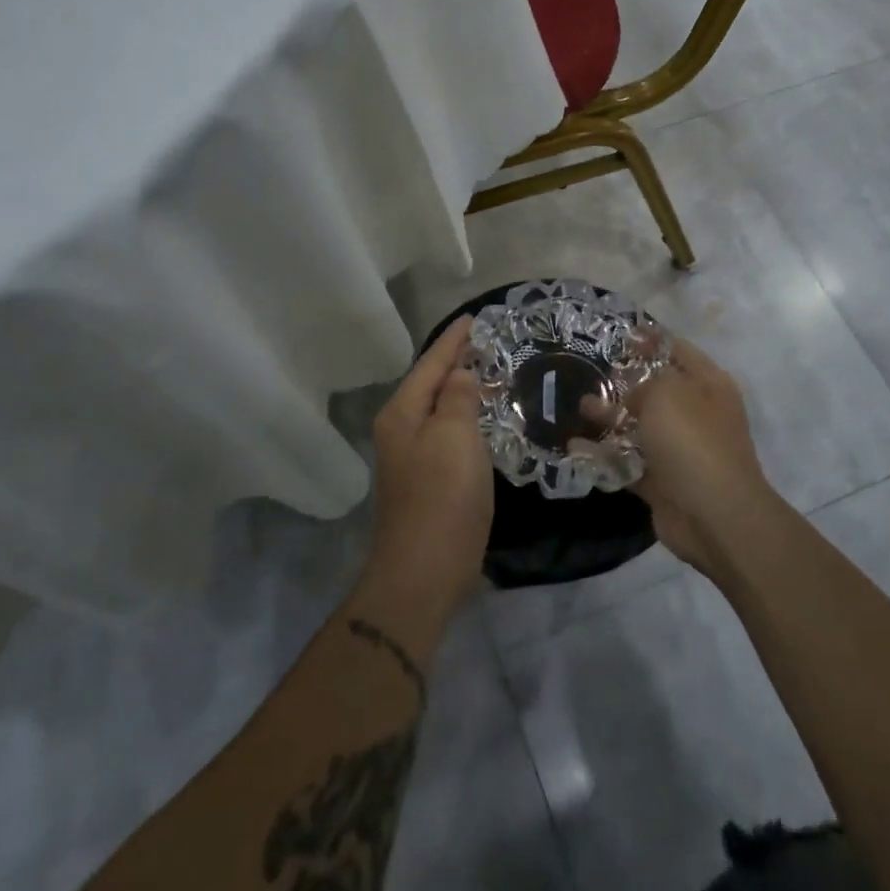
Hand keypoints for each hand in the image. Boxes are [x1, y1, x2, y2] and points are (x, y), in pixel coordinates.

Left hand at [366, 317, 493, 621]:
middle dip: (455, 361)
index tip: (474, 318)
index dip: (453, 340)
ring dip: (461, 389)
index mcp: (402, 413)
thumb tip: (459, 374)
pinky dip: (465, 417)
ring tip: (489, 371)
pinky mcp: (427, 480)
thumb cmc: (442, 497)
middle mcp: (400, 430)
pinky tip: (483, 418)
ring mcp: (411, 457)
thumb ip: (457, 397)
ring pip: (439, 409)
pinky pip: (448, 433)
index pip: (430, 363)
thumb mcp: (454, 436)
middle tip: (487, 341)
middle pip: (430, 384)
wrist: (424, 572)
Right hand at [584, 338, 778, 574]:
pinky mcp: (663, 480)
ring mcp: (680, 449)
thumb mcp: (666, 392)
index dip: (649, 340)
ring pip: (640, 426)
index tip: (618, 335)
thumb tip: (633, 394)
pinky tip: (576, 447)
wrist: (714, 515)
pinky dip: (605, 455)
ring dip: (610, 417)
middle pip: (656, 389)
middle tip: (590, 371)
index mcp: (708, 384)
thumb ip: (644, 382)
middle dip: (623, 381)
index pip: (677, 350)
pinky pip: (629, 461)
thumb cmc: (692, 440)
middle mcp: (697, 413)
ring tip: (580, 408)